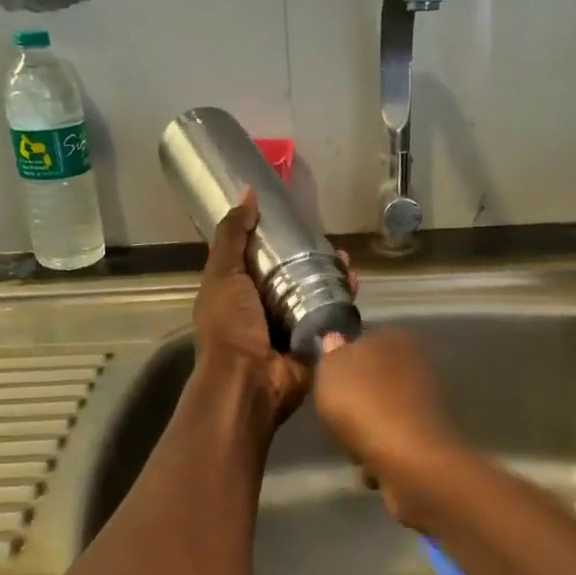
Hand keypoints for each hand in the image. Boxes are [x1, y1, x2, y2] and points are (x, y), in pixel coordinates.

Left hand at [193, 189, 350, 430]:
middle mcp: (264, 309)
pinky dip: (343, 301)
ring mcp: (291, 327)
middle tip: (330, 242)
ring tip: (346, 262)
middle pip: (292, 275)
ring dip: (332, 277)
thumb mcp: (222, 274)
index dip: (276, 239)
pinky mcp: (314, 343)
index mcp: (238, 293)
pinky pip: (331, 316)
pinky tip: (353, 284)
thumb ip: (232, 235)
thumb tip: (247, 193)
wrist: (249, 382)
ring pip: (316, 294)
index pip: (260, 259)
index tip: (296, 221)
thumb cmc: (230, 327)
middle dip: (312, 258)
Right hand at [313, 328, 465, 526]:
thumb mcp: (330, 369)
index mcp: (394, 337)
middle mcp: (417, 363)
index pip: (362, 340)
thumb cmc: (363, 404)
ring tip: (354, 447)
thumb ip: (331, 353)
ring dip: (366, 430)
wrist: (409, 458)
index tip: (326, 383)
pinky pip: (394, 441)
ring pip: (382, 412)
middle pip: (372, 379)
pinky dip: (382, 454)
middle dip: (355, 400)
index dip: (341, 360)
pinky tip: (373, 465)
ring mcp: (426, 402)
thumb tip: (335, 340)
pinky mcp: (430, 437)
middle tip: (336, 417)